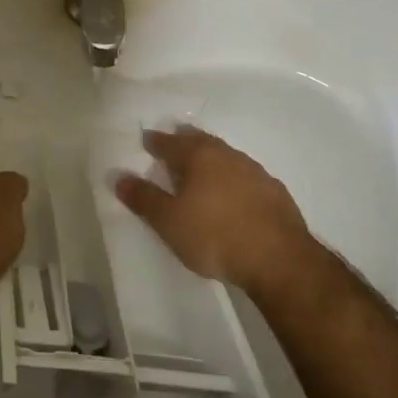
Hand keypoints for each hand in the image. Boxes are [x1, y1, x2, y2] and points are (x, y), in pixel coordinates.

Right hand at [114, 127, 312, 296]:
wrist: (278, 258)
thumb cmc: (214, 235)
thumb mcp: (169, 221)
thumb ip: (144, 198)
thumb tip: (119, 177)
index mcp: (200, 157)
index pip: (171, 143)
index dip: (157, 142)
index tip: (147, 139)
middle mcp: (228, 156)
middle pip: (202, 142)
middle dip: (185, 141)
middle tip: (175, 141)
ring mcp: (255, 172)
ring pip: (226, 157)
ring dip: (211, 158)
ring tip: (201, 167)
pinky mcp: (275, 192)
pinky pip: (245, 176)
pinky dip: (232, 178)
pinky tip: (232, 191)